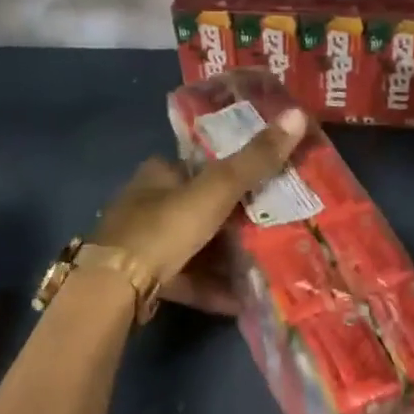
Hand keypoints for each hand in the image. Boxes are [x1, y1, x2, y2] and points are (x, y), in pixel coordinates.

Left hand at [93, 109, 307, 313]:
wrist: (114, 287)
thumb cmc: (164, 227)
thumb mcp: (216, 190)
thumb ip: (255, 159)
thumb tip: (298, 114)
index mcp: (158, 174)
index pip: (199, 165)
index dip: (230, 172)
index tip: (265, 184)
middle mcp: (147, 204)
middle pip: (199, 208)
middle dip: (233, 221)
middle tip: (272, 228)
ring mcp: (143, 244)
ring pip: (194, 247)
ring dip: (225, 258)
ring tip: (263, 267)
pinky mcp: (144, 279)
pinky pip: (187, 279)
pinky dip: (212, 287)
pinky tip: (240, 300)